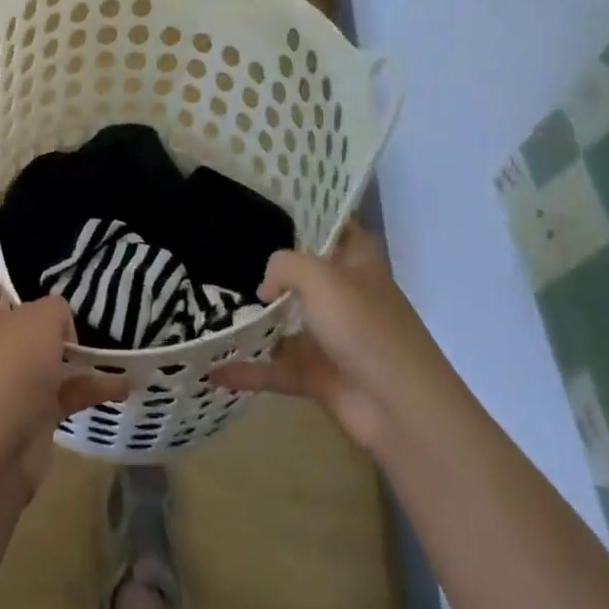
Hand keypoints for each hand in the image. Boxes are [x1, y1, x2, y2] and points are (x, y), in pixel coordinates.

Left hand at [0, 270, 127, 495]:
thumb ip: (56, 308)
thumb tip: (61, 325)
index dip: (9, 271)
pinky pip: (66, 393)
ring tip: (119, 343)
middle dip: (56, 315)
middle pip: (26, 319)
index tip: (44, 268)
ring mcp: (13, 380)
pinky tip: (125, 385)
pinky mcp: (32, 414)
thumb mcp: (40, 320)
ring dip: (81, 355)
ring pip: (50, 358)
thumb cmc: (9, 371)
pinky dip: (92, 389)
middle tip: (93, 303)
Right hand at [209, 227, 452, 453]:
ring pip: (285, 320)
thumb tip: (264, 289)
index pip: (338, 226)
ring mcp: (330, 337)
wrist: (399, 408)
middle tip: (223, 245)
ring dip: (254, 317)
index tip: (272, 200)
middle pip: (304, 272)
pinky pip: (274, 368)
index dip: (312, 212)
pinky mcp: (317, 375)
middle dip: (269, 263)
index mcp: (357, 263)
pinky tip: (212, 370)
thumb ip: (283, 265)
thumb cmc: (363, 326)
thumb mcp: (319, 276)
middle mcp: (344, 295)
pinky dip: (247, 371)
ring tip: (209, 302)